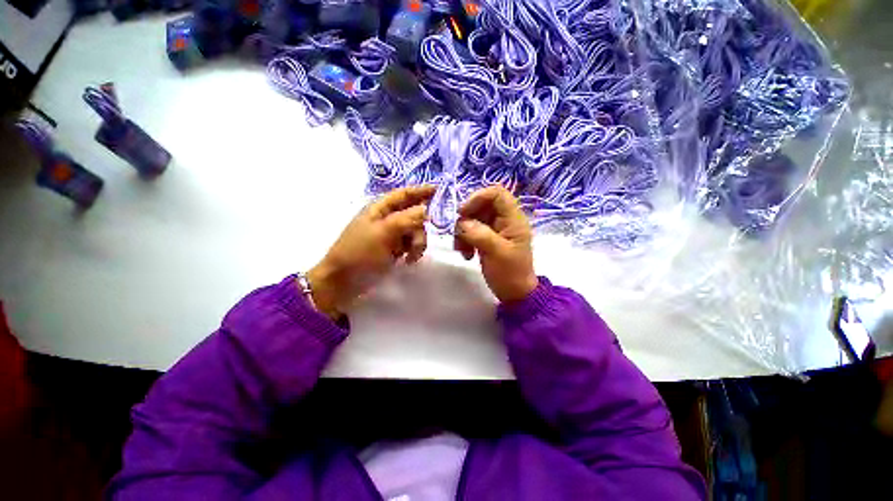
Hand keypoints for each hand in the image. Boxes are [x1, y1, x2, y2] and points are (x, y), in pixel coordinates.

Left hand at [307, 185, 434, 318]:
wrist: (344, 282)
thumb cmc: (359, 253)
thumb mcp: (382, 233)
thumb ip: (405, 219)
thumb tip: (426, 209)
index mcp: (380, 209)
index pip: (404, 194)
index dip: (421, 190)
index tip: (439, 190)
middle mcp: (387, 219)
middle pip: (414, 214)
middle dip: (420, 226)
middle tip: (419, 239)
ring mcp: (392, 234)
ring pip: (415, 231)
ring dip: (418, 242)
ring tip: (411, 256)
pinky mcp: (395, 249)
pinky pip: (412, 244)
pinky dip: (414, 251)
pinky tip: (409, 260)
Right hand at [454, 185, 538, 302]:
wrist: (514, 293)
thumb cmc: (510, 273)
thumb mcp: (497, 253)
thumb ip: (480, 234)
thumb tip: (462, 222)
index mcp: (513, 219)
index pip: (497, 193)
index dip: (479, 197)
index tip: (463, 212)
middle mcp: (504, 220)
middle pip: (482, 205)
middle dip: (467, 218)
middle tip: (459, 234)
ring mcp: (495, 230)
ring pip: (474, 219)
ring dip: (463, 232)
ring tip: (462, 250)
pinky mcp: (487, 239)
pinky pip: (471, 231)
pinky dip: (465, 240)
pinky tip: (466, 255)